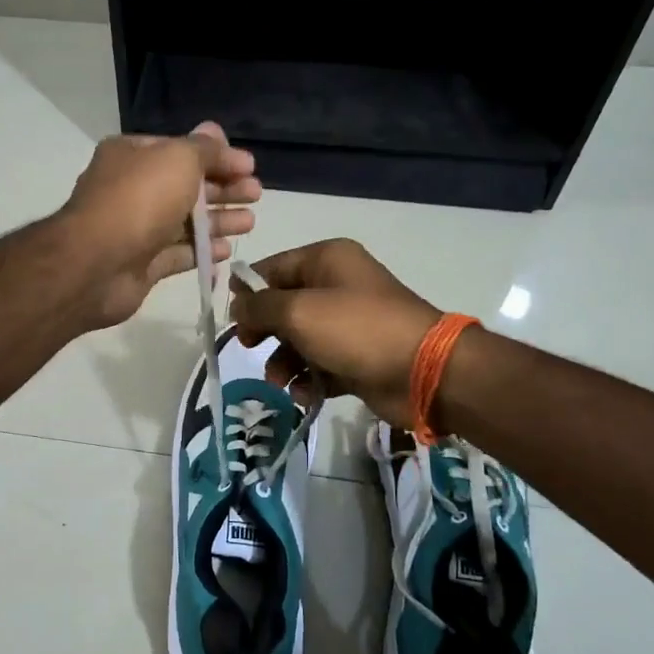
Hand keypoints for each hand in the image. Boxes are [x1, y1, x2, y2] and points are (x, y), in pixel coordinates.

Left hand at [59, 122, 259, 328]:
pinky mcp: (142, 264)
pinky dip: (202, 252)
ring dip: (218, 221)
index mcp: (133, 156)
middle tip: (256, 195)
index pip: (182, 151)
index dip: (218, 157)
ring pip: (185, 222)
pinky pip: (178, 255)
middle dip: (223, 190)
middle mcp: (132, 189)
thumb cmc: (139, 200)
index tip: (251, 168)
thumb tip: (216, 132)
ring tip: (250, 223)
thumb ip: (204, 149)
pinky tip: (227, 253)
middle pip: (186, 186)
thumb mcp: (178, 159)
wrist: (96, 264)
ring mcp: (136, 229)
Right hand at [230, 239, 440, 427]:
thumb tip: (237, 306)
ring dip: (283, 361)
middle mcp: (337, 286)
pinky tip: (307, 392)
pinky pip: (320, 365)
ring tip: (280, 380)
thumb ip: (259, 307)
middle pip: (283, 305)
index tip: (231, 318)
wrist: (423, 371)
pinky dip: (309, 379)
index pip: (272, 268)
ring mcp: (348, 323)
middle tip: (249, 348)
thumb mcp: (298, 312)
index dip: (248, 291)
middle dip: (264, 330)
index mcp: (326, 260)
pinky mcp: (356, 357)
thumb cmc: (356, 329)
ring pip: (299, 339)